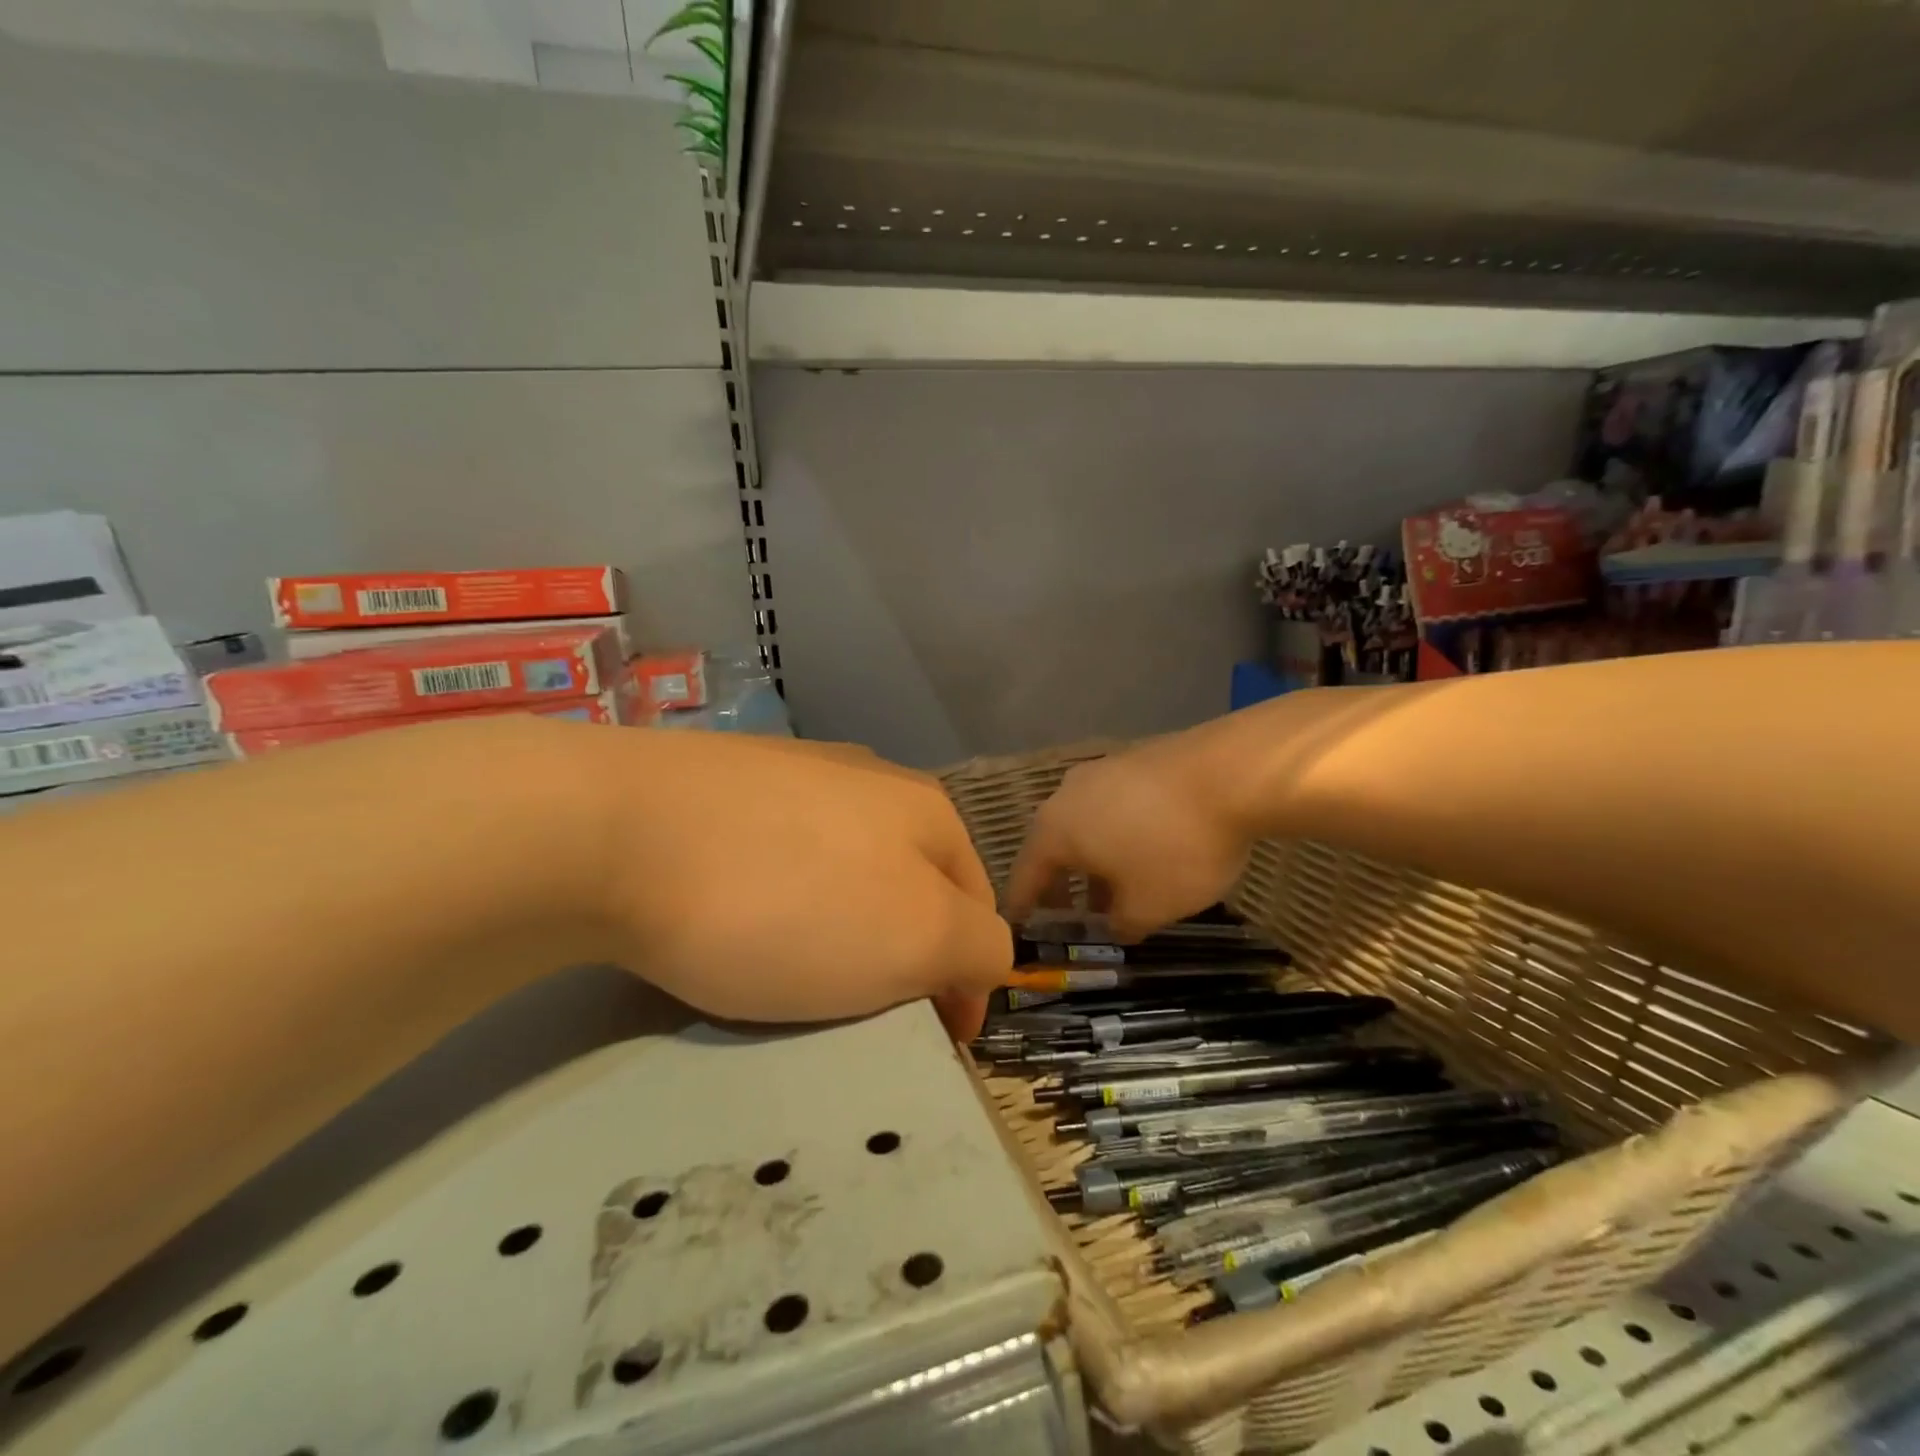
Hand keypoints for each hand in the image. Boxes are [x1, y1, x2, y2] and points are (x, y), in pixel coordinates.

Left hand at [590, 732, 1011, 1038]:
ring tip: (792, 972)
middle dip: (902, 951)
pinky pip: (773, 856)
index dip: (968, 981)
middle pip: (909, 884)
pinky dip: (775, 898)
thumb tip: (982, 955)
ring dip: (838, 925)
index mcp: (926, 808)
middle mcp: (867, 779)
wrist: (614, 828)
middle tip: (861, 1011)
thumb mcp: (917, 939)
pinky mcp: (720, 783)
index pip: (978, 906)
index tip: (936, 1041)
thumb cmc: (788, 897)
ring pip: (840, 869)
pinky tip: (735, 917)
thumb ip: (978, 947)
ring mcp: (790, 773)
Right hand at [1004, 732, 1252, 940]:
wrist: (1232, 772)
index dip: (1023, 908)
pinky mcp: (1135, 759)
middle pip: (1053, 848)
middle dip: (1063, 887)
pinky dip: (1118, 834)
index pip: (1024, 877)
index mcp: (1055, 831)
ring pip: (1085, 825)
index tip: (1022, 931)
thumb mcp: (1149, 908)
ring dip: (1094, 861)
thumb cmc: (1176, 847)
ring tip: (1117, 889)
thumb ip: (1121, 925)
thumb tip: (1115, 925)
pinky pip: (1113, 806)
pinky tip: (1146, 850)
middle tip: (1073, 919)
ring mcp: (1101, 771)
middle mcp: (1066, 795)